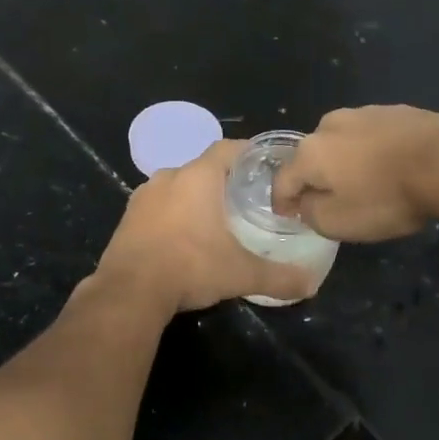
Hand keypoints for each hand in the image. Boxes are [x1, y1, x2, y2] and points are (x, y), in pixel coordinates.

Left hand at [96, 139, 315, 313]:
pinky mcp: (128, 217)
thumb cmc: (190, 267)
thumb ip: (278, 276)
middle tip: (245, 199)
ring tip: (215, 220)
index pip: (227, 148)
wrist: (130, 291)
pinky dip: (172, 215)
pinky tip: (183, 238)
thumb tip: (310, 284)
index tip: (264, 166)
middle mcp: (168, 177)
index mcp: (197, 177)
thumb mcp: (241, 273)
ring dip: (194, 198)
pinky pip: (157, 207)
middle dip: (223, 181)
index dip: (247, 153)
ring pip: (177, 187)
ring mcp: (143, 196)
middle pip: (202, 168)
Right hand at [272, 106, 438, 241]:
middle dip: (316, 178)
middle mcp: (329, 125)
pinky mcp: (395, 111)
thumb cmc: (386, 197)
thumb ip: (310, 213)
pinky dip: (374, 152)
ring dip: (346, 162)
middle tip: (331, 200)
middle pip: (312, 157)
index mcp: (309, 152)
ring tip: (365, 183)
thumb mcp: (338, 222)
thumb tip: (304, 203)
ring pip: (343, 143)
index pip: (283, 180)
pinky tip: (392, 168)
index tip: (288, 216)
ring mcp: (364, 113)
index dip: (282, 202)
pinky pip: (373, 137)